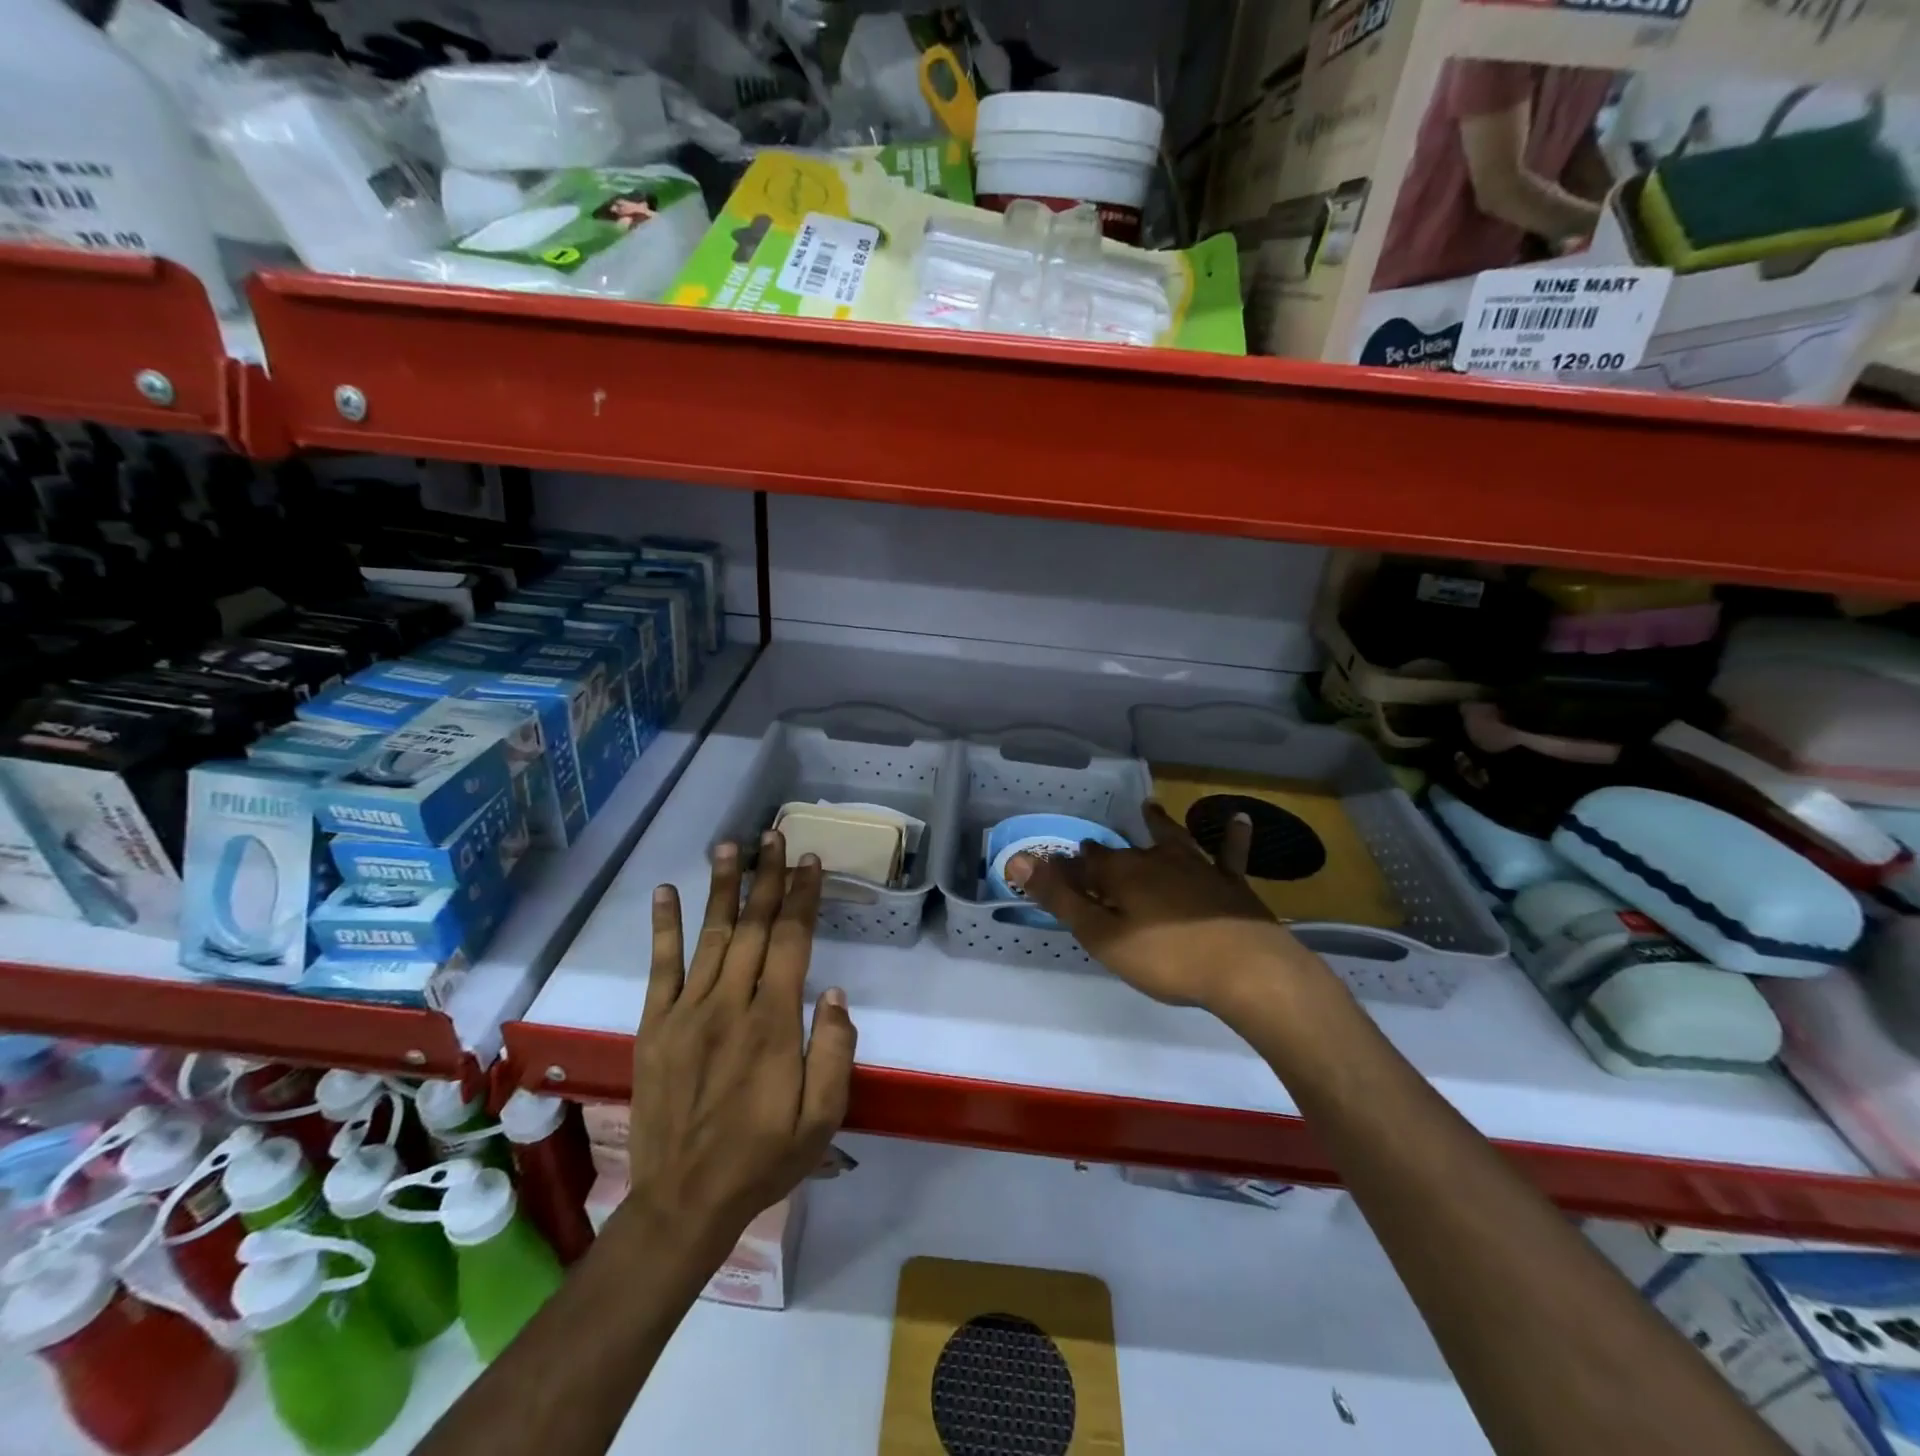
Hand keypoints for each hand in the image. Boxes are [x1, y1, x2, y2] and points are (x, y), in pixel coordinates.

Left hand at [625, 833, 856, 1260]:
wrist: (684, 1201)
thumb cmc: (763, 1158)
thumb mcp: (822, 1119)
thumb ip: (833, 1052)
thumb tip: (832, 992)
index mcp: (773, 1023)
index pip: (792, 942)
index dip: (802, 898)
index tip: (810, 862)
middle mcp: (731, 1004)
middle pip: (754, 927)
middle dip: (767, 877)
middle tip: (773, 836)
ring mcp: (688, 1011)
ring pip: (711, 935)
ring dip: (722, 887)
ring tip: (729, 846)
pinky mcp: (656, 1025)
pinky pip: (661, 967)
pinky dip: (663, 927)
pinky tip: (666, 892)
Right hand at [1008, 801, 1311, 1014]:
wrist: (1246, 969)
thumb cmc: (1166, 957)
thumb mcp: (1102, 935)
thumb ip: (1061, 898)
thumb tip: (1016, 860)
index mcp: (1122, 874)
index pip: (1083, 865)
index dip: (1064, 868)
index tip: (1049, 867)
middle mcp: (1156, 860)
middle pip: (1122, 853)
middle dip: (1103, 852)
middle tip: (1091, 849)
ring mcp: (1197, 867)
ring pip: (1171, 840)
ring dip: (1158, 825)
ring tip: (1149, 808)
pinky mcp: (1230, 883)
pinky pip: (1228, 853)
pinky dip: (1231, 836)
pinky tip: (1238, 818)